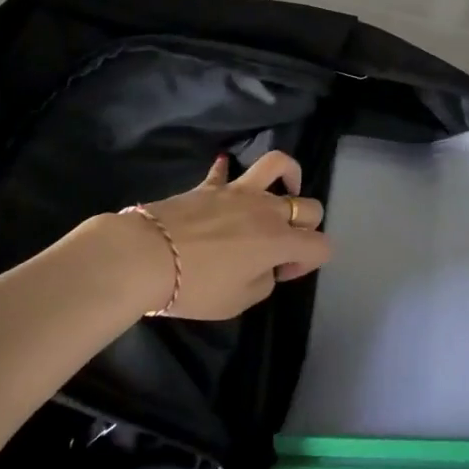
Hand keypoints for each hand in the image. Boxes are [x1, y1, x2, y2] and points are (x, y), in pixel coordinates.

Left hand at [110, 151, 330, 320]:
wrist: (147, 256)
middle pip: (309, 207)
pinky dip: (226, 172)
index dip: (309, 262)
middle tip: (280, 247)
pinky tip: (225, 174)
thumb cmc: (195, 286)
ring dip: (289, 176)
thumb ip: (262, 283)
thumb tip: (264, 267)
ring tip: (283, 191)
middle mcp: (267, 210)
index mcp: (279, 241)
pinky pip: (223, 172)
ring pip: (278, 166)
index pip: (321, 245)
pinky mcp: (210, 186)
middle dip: (306, 227)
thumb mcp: (237, 302)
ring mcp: (239, 192)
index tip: (282, 274)